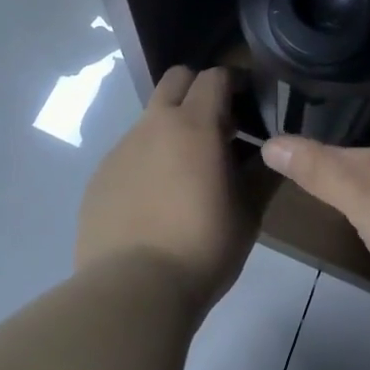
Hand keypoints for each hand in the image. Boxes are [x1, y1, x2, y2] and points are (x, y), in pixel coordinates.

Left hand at [75, 65, 263, 320]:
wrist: (131, 293)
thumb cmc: (201, 247)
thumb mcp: (248, 213)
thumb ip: (260, 173)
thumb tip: (270, 151)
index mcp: (194, 125)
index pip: (215, 76)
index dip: (235, 83)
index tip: (248, 105)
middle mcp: (154, 125)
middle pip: (176, 79)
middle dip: (198, 90)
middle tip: (216, 128)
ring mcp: (121, 149)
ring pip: (150, 119)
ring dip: (171, 131)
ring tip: (185, 177)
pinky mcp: (99, 177)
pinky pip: (129, 154)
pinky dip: (147, 163)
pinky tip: (154, 204)